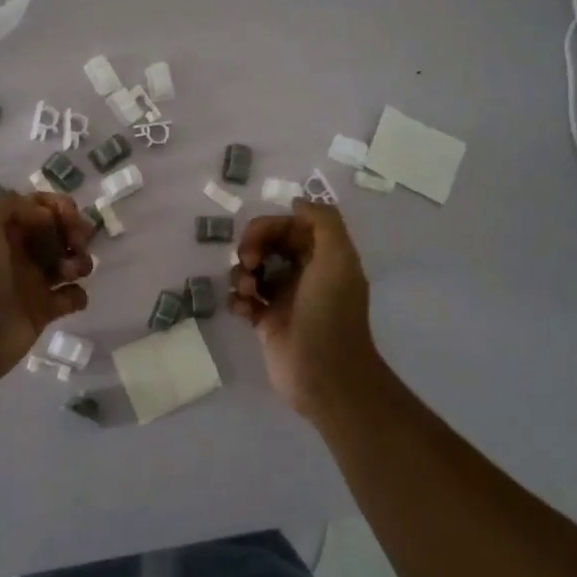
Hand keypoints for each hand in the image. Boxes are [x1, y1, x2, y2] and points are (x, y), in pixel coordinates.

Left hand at [0, 192, 94, 384]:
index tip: (70, 216)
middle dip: (75, 231)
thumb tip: (47, 218)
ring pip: (69, 261)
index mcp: (3, 229)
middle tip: (77, 244)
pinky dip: (78, 294)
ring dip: (80, 260)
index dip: (59, 207)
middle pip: (59, 231)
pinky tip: (69, 296)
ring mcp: (32, 281)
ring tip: (71, 272)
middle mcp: (19, 252)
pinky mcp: (43, 310)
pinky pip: (72, 296)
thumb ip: (14, 205)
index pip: (40, 207)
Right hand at [229, 201, 379, 419]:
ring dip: (241, 274)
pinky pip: (243, 300)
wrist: (324, 374)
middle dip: (251, 247)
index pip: (290, 226)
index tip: (256, 240)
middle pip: (268, 245)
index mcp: (323, 257)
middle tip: (249, 264)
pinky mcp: (266, 323)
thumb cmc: (330, 312)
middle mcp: (304, 274)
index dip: (270, 227)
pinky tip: (244, 310)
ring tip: (247, 292)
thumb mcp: (338, 257)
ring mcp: (283, 299)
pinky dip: (238, 300)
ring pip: (252, 271)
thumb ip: (323, 221)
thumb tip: (297, 202)